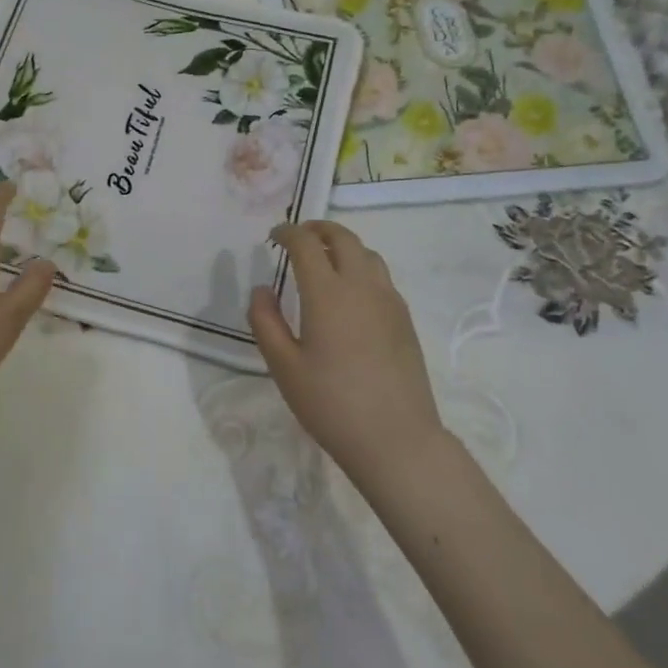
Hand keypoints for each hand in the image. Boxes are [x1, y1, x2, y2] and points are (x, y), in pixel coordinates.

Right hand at [248, 221, 446, 480]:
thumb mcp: (284, 367)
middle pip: (343, 238)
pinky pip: (381, 276)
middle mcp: (361, 286)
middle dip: (318, 229)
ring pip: (367, 254)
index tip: (274, 236)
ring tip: (325, 258)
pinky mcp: (404, 319)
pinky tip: (350, 292)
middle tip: (299, 236)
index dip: (288, 233)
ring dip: (343, 245)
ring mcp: (389, 301)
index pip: (306, 244)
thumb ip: (266, 321)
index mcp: (327, 293)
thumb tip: (262, 289)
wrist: (396, 438)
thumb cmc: (331, 404)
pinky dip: (361, 267)